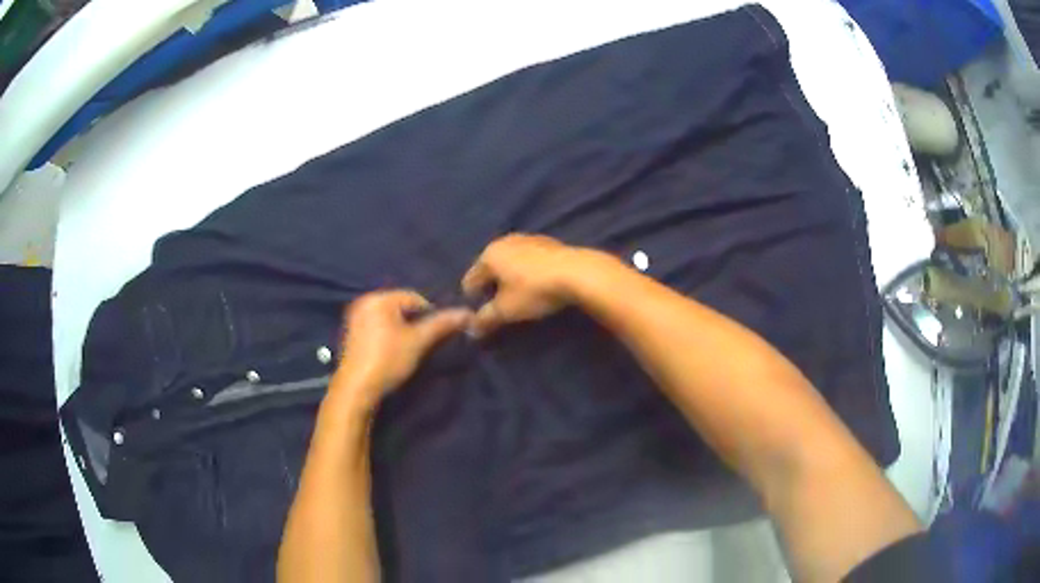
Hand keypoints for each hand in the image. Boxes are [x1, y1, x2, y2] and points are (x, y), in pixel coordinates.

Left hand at [333, 290, 471, 410]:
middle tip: (420, 344)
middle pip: (400, 307)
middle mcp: (364, 301)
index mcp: (379, 298)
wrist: (356, 389)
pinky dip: (387, 336)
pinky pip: (376, 327)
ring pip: (389, 318)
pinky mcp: (351, 333)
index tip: (433, 337)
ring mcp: (354, 318)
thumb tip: (469, 313)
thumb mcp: (418, 342)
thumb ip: (442, 325)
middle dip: (414, 323)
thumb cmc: (388, 361)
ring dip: (401, 330)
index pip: (415, 298)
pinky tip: (390, 353)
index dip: (429, 316)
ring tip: (407, 350)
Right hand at [462, 234, 592, 336]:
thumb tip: (471, 330)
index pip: (470, 279)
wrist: (577, 272)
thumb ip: (485, 320)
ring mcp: (528, 238)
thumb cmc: (534, 290)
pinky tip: (538, 285)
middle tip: (500, 307)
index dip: (473, 299)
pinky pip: (529, 259)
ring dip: (511, 277)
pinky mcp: (549, 242)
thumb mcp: (506, 310)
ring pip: (511, 261)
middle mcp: (505, 241)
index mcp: (489, 254)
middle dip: (492, 286)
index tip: (482, 315)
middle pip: (490, 268)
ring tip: (520, 297)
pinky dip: (528, 272)